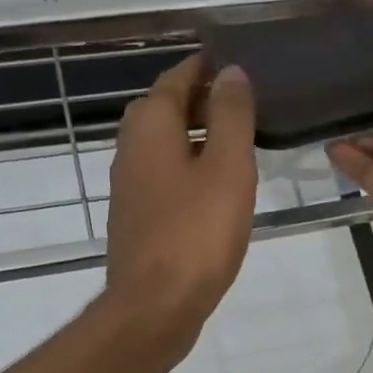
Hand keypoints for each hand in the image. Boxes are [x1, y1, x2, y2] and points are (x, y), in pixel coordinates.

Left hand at [103, 55, 256, 346]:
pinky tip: (215, 191)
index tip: (238, 65)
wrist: (155, 307)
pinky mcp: (137, 220)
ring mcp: (129, 188)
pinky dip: (188, 172)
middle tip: (243, 105)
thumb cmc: (196, 233)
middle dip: (200, 101)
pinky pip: (164, 180)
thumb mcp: (227, 167)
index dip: (206, 68)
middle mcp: (130, 149)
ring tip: (237, 145)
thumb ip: (230, 116)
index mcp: (150, 126)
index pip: (177, 77)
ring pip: (164, 147)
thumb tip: (231, 73)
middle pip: (165, 110)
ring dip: (195, 139)